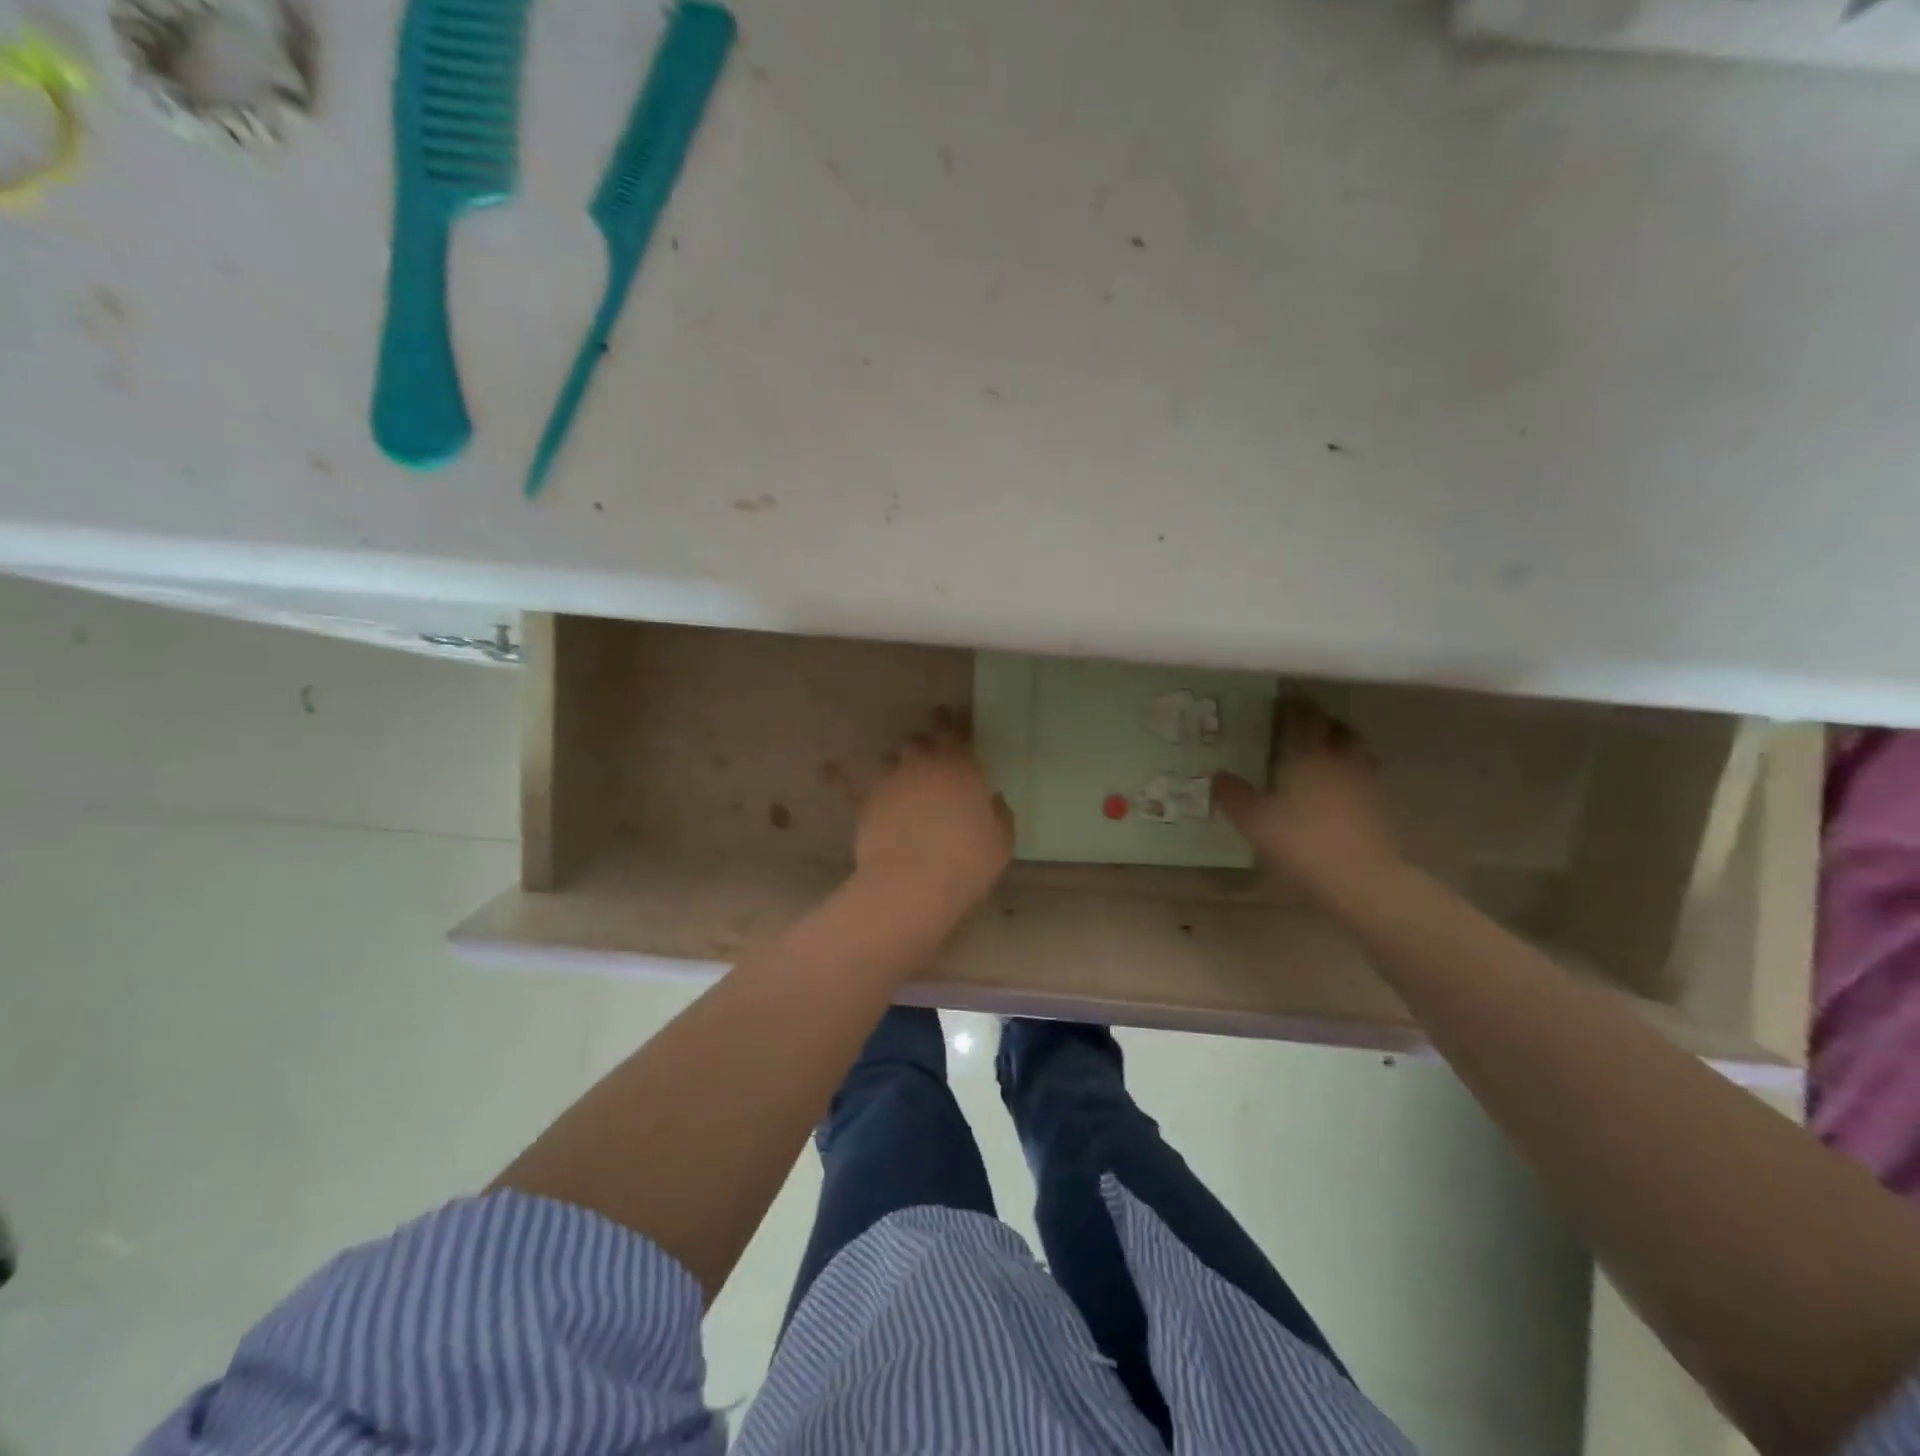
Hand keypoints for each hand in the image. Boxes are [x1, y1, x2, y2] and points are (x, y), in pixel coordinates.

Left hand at [855, 728, 1013, 915]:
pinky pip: (850, 784)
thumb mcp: (1001, 840)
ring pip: (891, 758)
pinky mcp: (867, 803)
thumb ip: (998, 815)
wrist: (912, 882)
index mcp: (960, 767)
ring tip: (900, 770)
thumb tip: (994, 800)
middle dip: (923, 743)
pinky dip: (838, 775)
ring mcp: (891, 782)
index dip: (952, 724)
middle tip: (927, 749)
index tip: (947, 714)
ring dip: (897, 762)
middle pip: (919, 741)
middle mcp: (923, 765)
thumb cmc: (967, 860)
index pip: (956, 734)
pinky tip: (826, 767)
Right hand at [1215, 699, 1399, 887]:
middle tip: (1298, 725)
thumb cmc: (1301, 841)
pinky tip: (1336, 786)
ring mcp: (1363, 780)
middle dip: (1317, 720)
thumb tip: (1216, 774)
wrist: (1361, 878)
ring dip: (1338, 742)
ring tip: (1320, 751)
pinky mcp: (1378, 804)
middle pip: (1334, 726)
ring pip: (1354, 747)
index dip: (1290, 705)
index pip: (1301, 716)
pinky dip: (1349, 770)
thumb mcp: (1254, 821)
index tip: (1277, 701)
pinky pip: (1363, 774)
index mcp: (1306, 753)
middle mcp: (1338, 757)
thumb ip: (1233, 795)